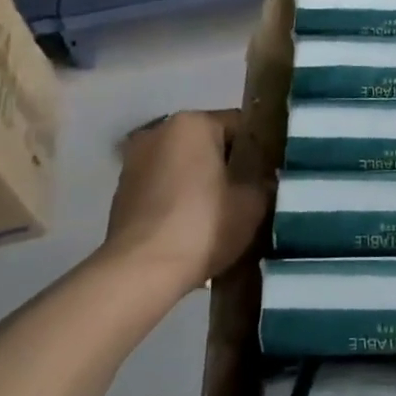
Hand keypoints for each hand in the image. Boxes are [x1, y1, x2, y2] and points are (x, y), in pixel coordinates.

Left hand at [98, 110, 270, 295]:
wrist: (141, 272)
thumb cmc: (204, 225)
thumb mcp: (254, 203)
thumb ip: (265, 182)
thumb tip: (265, 179)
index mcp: (193, 123)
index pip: (241, 126)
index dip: (262, 149)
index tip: (273, 174)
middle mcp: (159, 132)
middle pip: (209, 144)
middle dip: (230, 166)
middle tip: (253, 195)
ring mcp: (135, 162)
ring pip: (185, 166)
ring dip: (203, 183)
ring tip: (224, 214)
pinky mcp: (122, 193)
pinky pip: (164, 187)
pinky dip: (180, 200)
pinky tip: (195, 227)